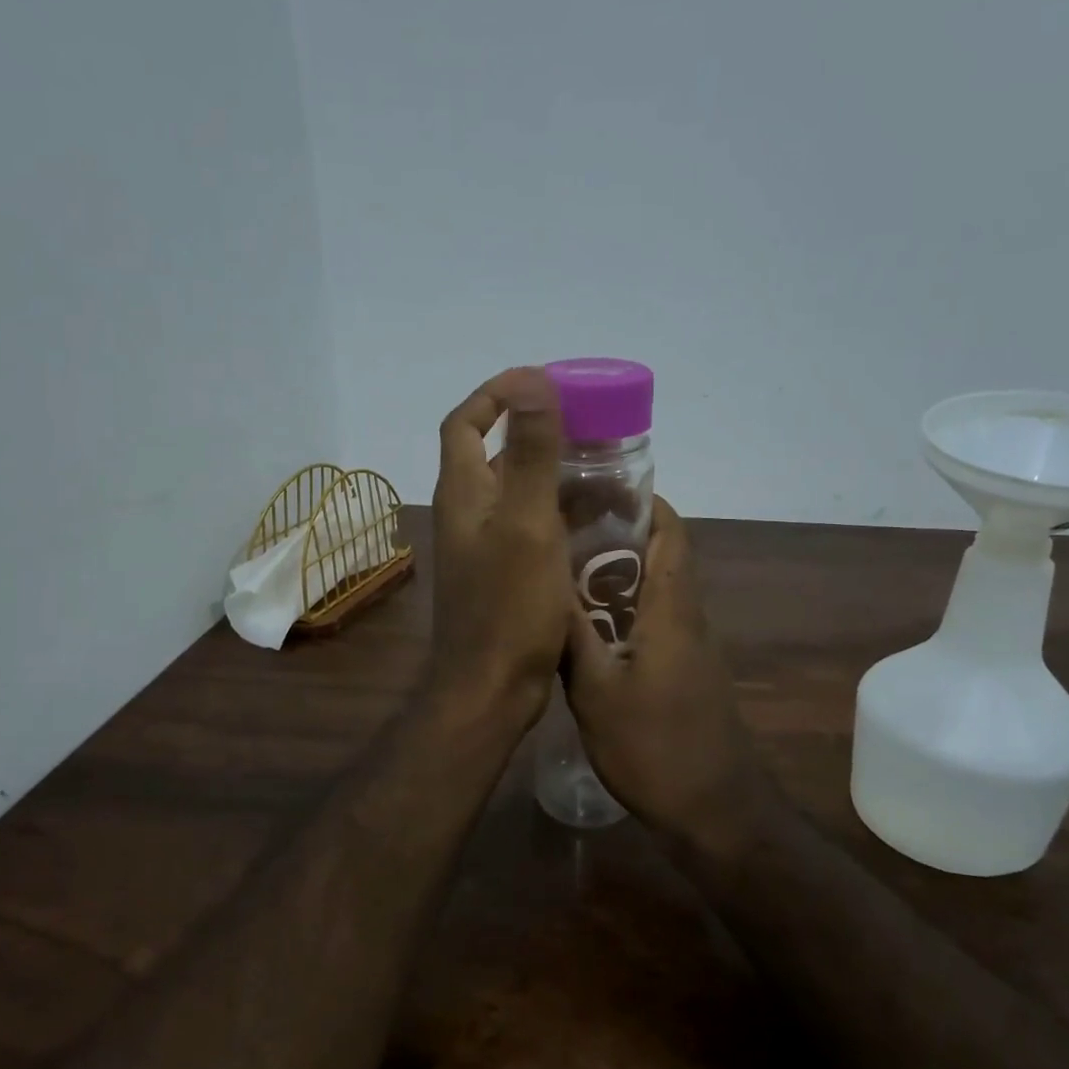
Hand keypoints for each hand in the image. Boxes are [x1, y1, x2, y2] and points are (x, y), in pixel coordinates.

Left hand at [428, 368, 574, 736]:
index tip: (539, 383)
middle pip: (494, 454)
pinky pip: (530, 527)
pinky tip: (596, 522)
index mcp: (464, 494)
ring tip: (604, 472)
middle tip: (587, 429)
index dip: (494, 394)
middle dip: (537, 433)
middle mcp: (467, 513)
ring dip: (554, 475)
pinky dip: (558, 514)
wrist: (490, 688)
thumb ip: (533, 453)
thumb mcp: (528, 524)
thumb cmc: (509, 607)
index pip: (464, 423)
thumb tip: (532, 380)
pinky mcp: (502, 574)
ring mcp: (483, 546)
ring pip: (517, 492)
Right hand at [564, 497, 753, 842]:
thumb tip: (547, 582)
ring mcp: (688, 647)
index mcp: (672, 608)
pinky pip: (651, 622)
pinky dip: (621, 610)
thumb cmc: (654, 747)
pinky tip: (582, 626)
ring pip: (653, 590)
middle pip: (659, 555)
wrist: (714, 811)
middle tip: (561, 527)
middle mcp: (686, 617)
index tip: (596, 487)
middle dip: (616, 534)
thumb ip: (573, 634)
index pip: (670, 532)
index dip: (642, 501)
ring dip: (615, 574)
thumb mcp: (596, 690)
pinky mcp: (684, 673)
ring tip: (560, 568)